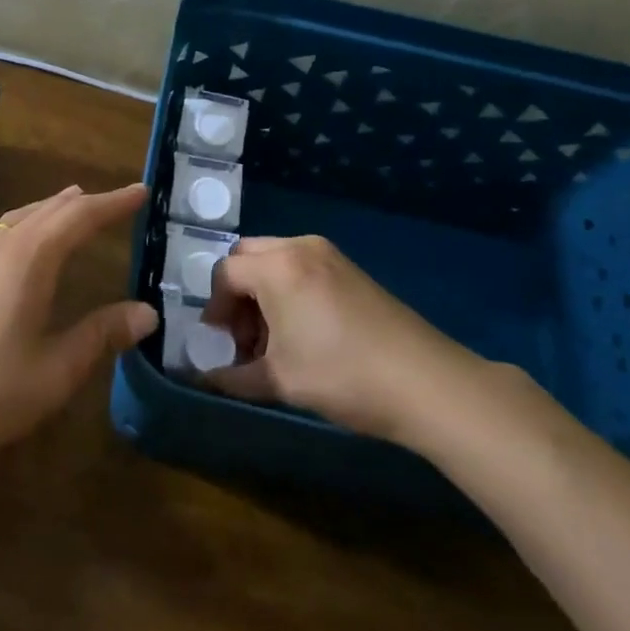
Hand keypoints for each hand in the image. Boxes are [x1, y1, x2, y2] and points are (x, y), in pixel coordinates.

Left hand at [0, 183, 155, 472]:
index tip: (142, 191)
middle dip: (86, 202)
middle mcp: (2, 250)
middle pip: (49, 210)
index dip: (113, 203)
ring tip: (74, 204)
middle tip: (117, 200)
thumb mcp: (53, 372)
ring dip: (53, 208)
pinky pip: (4, 233)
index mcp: (29, 261)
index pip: (79, 217)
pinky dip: (29, 224)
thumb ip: (100, 336)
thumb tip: (146, 312)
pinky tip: (27, 246)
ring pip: (21, 219)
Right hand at [201, 235, 499, 449]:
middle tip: (245, 335)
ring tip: (274, 340)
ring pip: (275, 260)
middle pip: (247, 257)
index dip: (214, 308)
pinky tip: (303, 332)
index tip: (220, 342)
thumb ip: (232, 378)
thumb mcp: (279, 381)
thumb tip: (204, 381)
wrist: (425, 382)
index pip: (224, 274)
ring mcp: (329, 255)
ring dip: (262, 292)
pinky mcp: (350, 269)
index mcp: (277, 267)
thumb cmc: (341, 375)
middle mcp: (299, 247)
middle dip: (237, 293)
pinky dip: (288, 290)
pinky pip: (301, 267)